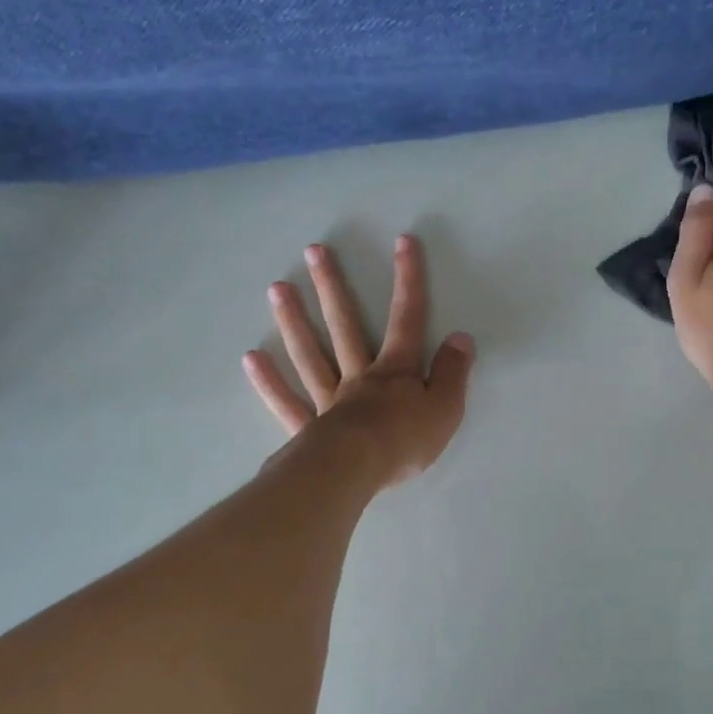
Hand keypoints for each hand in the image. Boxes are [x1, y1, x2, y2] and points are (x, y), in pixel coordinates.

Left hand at [244, 235, 475, 486]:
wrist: (355, 471)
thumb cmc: (404, 441)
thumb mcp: (445, 409)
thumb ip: (453, 373)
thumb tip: (461, 338)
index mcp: (395, 371)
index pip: (406, 319)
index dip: (408, 280)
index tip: (403, 242)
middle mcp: (358, 376)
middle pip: (344, 326)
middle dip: (332, 287)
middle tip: (313, 252)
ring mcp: (328, 400)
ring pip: (310, 355)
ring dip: (294, 321)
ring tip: (277, 289)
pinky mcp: (306, 428)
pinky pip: (286, 402)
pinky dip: (268, 381)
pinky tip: (251, 358)